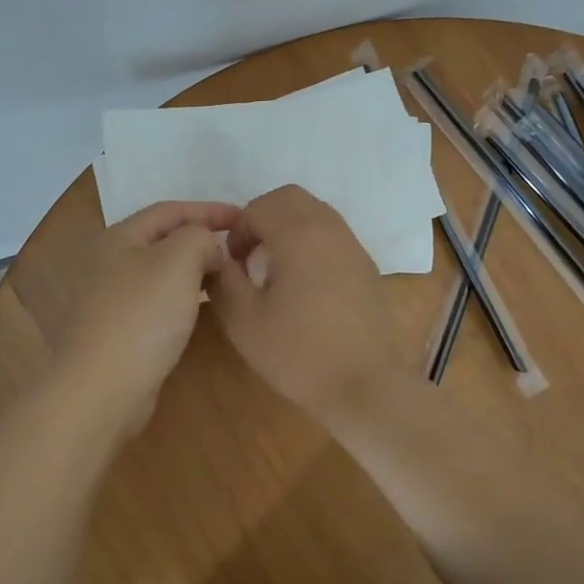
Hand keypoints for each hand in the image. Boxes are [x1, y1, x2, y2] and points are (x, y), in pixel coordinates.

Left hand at [54, 201, 239, 437]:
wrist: (101, 388)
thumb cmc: (141, 316)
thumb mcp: (178, 261)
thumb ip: (200, 238)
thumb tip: (209, 247)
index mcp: (121, 237)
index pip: (171, 210)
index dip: (210, 209)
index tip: (245, 219)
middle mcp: (112, 262)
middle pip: (165, 240)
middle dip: (203, 240)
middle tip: (240, 249)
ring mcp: (114, 298)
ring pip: (164, 272)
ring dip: (197, 270)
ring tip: (230, 276)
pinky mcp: (121, 330)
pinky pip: (161, 301)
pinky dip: (186, 297)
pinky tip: (206, 308)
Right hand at [207, 185, 408, 416]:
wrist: (365, 385)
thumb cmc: (298, 353)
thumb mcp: (244, 321)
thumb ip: (223, 281)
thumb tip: (217, 260)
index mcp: (298, 235)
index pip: (259, 207)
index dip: (238, 230)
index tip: (232, 263)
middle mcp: (329, 229)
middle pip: (290, 198)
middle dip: (262, 216)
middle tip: (249, 255)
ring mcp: (352, 246)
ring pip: (314, 212)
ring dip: (288, 227)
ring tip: (274, 267)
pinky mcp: (366, 266)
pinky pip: (332, 234)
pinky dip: (310, 242)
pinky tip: (303, 283)